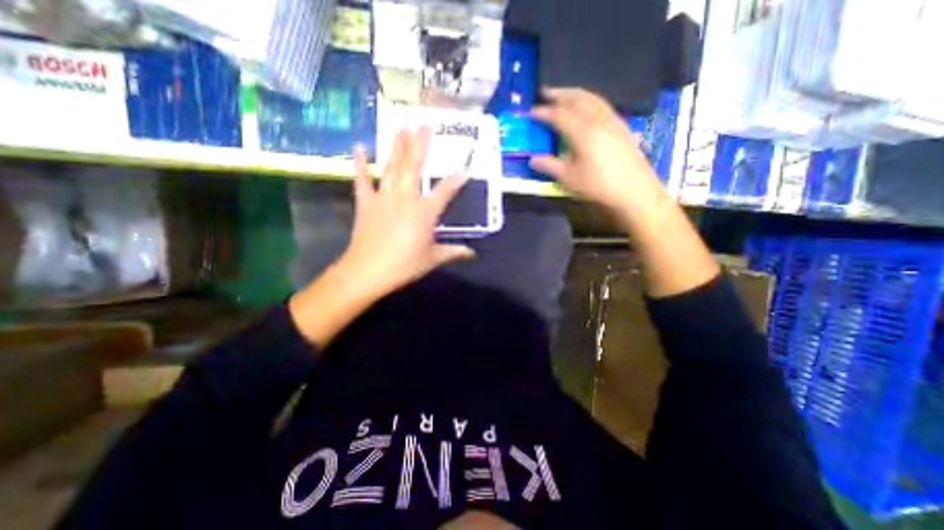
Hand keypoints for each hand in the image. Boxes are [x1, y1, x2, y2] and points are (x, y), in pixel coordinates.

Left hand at [337, 127, 474, 299]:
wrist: (367, 272)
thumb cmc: (404, 266)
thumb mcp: (432, 259)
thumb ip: (454, 252)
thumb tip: (472, 254)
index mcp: (424, 212)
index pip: (445, 191)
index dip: (457, 179)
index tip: (466, 167)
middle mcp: (405, 198)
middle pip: (414, 167)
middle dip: (420, 145)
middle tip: (423, 124)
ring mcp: (383, 198)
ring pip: (392, 168)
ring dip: (397, 147)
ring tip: (400, 126)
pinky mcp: (365, 203)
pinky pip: (362, 180)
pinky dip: (360, 164)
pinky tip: (359, 147)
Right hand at [530, 88, 671, 222]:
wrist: (634, 190)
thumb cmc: (598, 185)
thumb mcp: (569, 178)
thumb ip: (550, 166)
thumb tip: (532, 160)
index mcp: (583, 132)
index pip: (559, 115)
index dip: (544, 112)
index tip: (531, 112)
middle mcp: (598, 119)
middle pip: (577, 98)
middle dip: (560, 94)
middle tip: (545, 92)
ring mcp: (612, 120)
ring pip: (592, 98)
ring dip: (575, 94)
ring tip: (563, 95)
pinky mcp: (621, 126)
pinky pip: (602, 104)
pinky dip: (589, 100)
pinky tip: (586, 108)